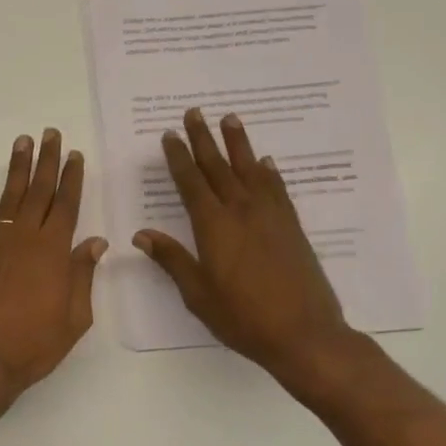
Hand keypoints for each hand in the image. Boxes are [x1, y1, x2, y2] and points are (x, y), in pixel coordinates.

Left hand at [0, 129, 106, 406]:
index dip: (72, 178)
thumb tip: (95, 241)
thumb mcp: (74, 318)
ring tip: (23, 143)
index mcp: (53, 252)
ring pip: (9, 198)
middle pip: (39, 192)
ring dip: (17, 170)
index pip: (66, 205)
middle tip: (50, 134)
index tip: (75, 155)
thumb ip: (82, 275)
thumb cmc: (34, 345)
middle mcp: (24, 239)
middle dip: (47, 161)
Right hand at [135, 109, 358, 394]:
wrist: (303, 333)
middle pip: (219, 167)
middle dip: (204, 139)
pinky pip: (277, 189)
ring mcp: (271, 216)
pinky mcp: (291, 227)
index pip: (191, 183)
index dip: (179, 158)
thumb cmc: (242, 317)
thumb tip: (142, 234)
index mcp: (213, 227)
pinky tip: (265, 162)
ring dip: (238, 144)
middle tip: (194, 113)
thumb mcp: (198, 293)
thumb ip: (172, 259)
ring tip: (229, 119)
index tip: (169, 135)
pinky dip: (268, 172)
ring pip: (250, 170)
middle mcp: (242, 212)